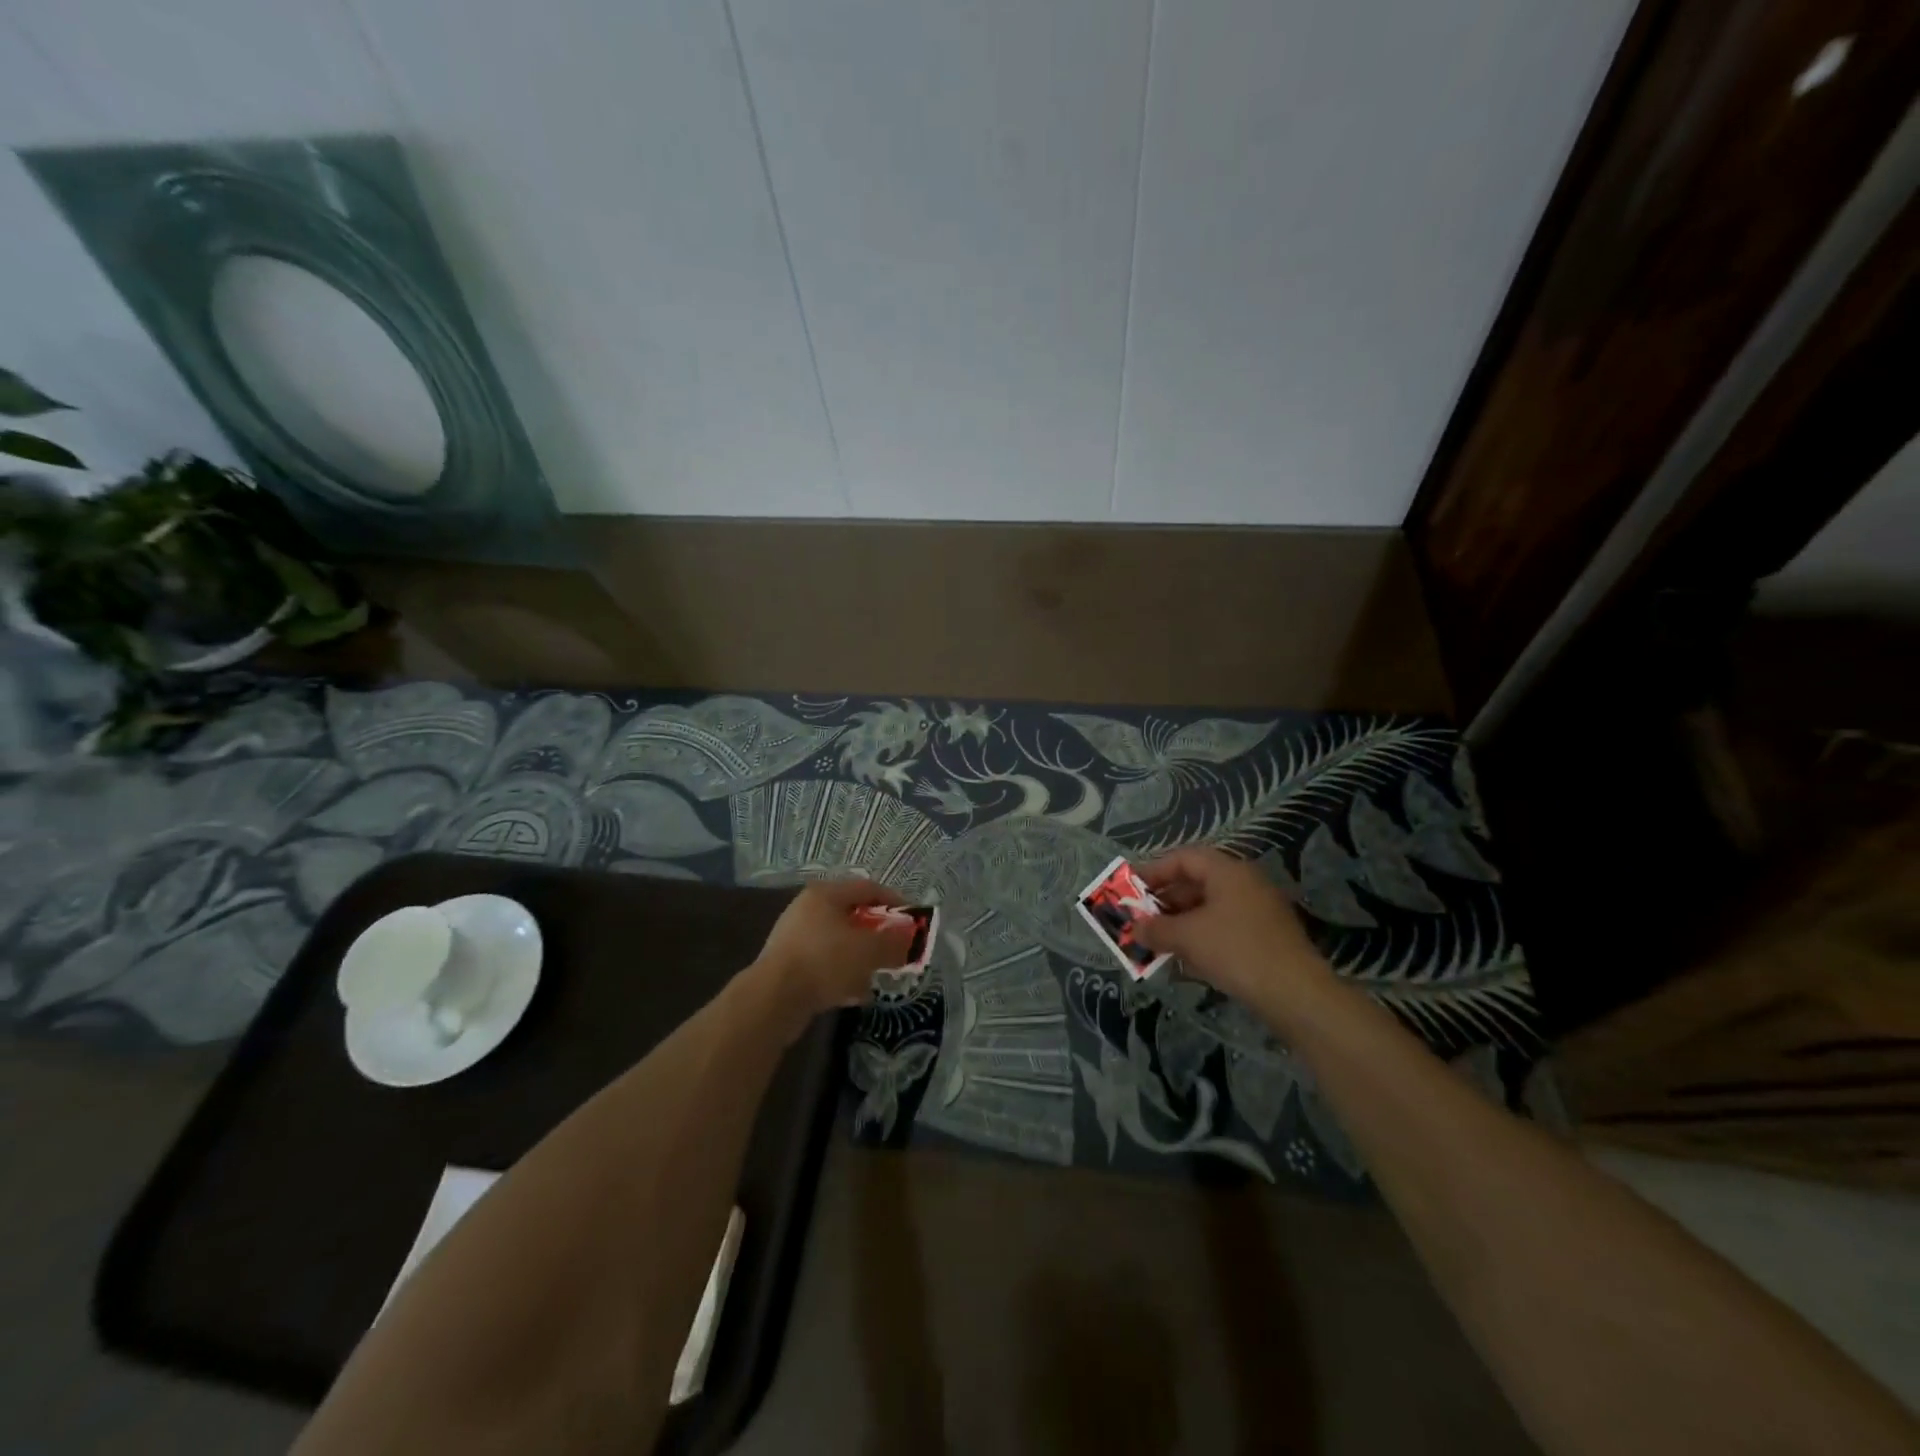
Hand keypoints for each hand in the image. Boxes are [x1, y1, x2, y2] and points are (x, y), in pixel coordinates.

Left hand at [751, 877, 917, 1021]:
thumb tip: (911, 938)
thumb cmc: (825, 961)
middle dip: (877, 933)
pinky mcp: (788, 965)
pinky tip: (855, 993)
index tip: (912, 920)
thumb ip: (894, 942)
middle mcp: (807, 910)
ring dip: (861, 957)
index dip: (893, 901)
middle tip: (896, 948)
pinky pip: (825, 964)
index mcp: (825, 894)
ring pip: (839, 942)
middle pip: (852, 915)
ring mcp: (795, 938)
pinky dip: (842, 974)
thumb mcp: (869, 950)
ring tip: (878, 974)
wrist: (773, 999)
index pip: (867, 887)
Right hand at [1136, 848, 1330, 1007]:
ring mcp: (1259, 911)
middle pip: (1196, 883)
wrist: (1297, 995)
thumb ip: (1156, 929)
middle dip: (1165, 902)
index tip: (1131, 889)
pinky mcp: (1266, 938)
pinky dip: (1202, 938)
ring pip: (1210, 908)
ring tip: (1157, 942)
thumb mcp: (1187, 937)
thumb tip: (1135, 928)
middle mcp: (1246, 883)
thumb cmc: (1236, 951)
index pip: (1183, 858)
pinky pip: (1224, 928)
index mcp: (1228, 871)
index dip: (1154, 871)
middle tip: (1141, 919)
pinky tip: (1186, 960)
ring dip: (1181, 923)